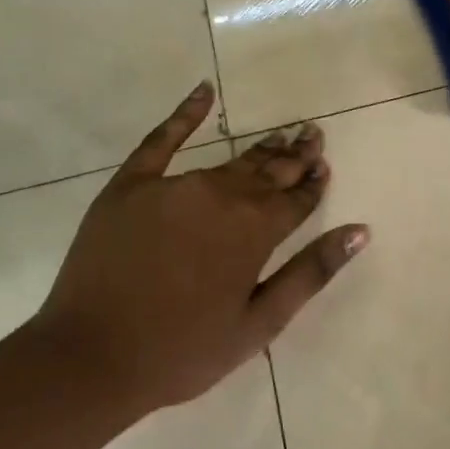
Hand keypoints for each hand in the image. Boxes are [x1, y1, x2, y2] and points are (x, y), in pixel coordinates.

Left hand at [27, 82, 368, 413]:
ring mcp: (176, 185)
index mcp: (256, 231)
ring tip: (280, 134)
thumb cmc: (182, 350)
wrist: (90, 357)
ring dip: (260, 148)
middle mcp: (223, 196)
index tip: (325, 164)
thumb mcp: (259, 323)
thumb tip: (360, 231)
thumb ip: (311, 272)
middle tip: (312, 133)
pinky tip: (204, 91)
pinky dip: (186, 113)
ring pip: (230, 160)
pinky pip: (163, 139)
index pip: (297, 198)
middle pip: (268, 171)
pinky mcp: (133, 184)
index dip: (314, 183)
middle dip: (295, 155)